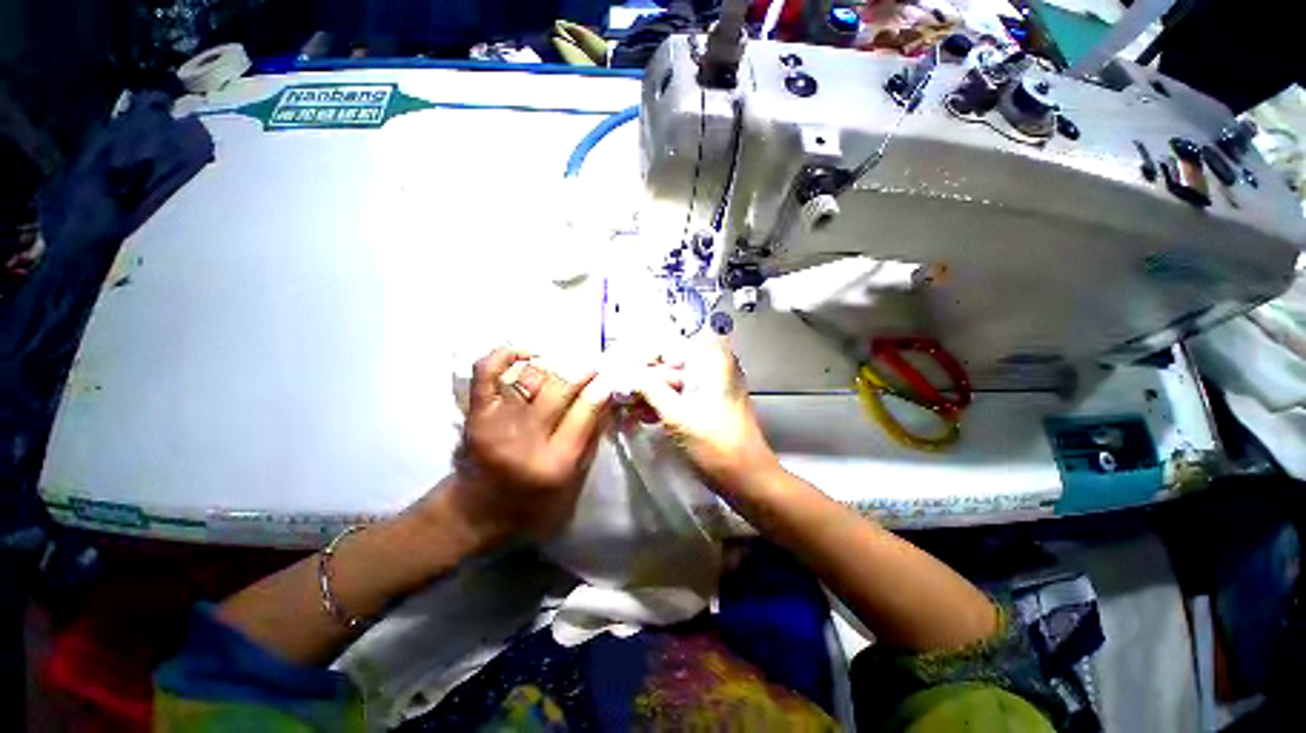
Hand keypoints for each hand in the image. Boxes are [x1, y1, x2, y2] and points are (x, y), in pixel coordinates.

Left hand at [426, 347, 612, 548]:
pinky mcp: (476, 415)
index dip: (601, 389)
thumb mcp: (572, 479)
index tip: (608, 378)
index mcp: (557, 462)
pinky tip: (525, 353)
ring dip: (552, 369)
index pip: (586, 411)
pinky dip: (505, 355)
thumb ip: (591, 437)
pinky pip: (487, 372)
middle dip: (582, 372)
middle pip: (561, 389)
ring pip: (532, 377)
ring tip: (561, 371)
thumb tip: (605, 398)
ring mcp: (498, 424)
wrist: (476, 513)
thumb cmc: (532, 501)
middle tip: (591, 367)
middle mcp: (527, 440)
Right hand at [634, 338, 781, 493]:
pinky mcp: (707, 407)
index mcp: (712, 362)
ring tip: (626, 408)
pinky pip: (680, 399)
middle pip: (670, 366)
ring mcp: (711, 389)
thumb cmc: (714, 445)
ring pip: (672, 384)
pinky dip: (661, 405)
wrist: (747, 480)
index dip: (642, 360)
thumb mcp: (677, 415)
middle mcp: (713, 369)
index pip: (669, 348)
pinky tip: (641, 416)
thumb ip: (649, 389)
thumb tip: (625, 375)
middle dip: (643, 380)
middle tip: (618, 395)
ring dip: (649, 395)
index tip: (621, 375)